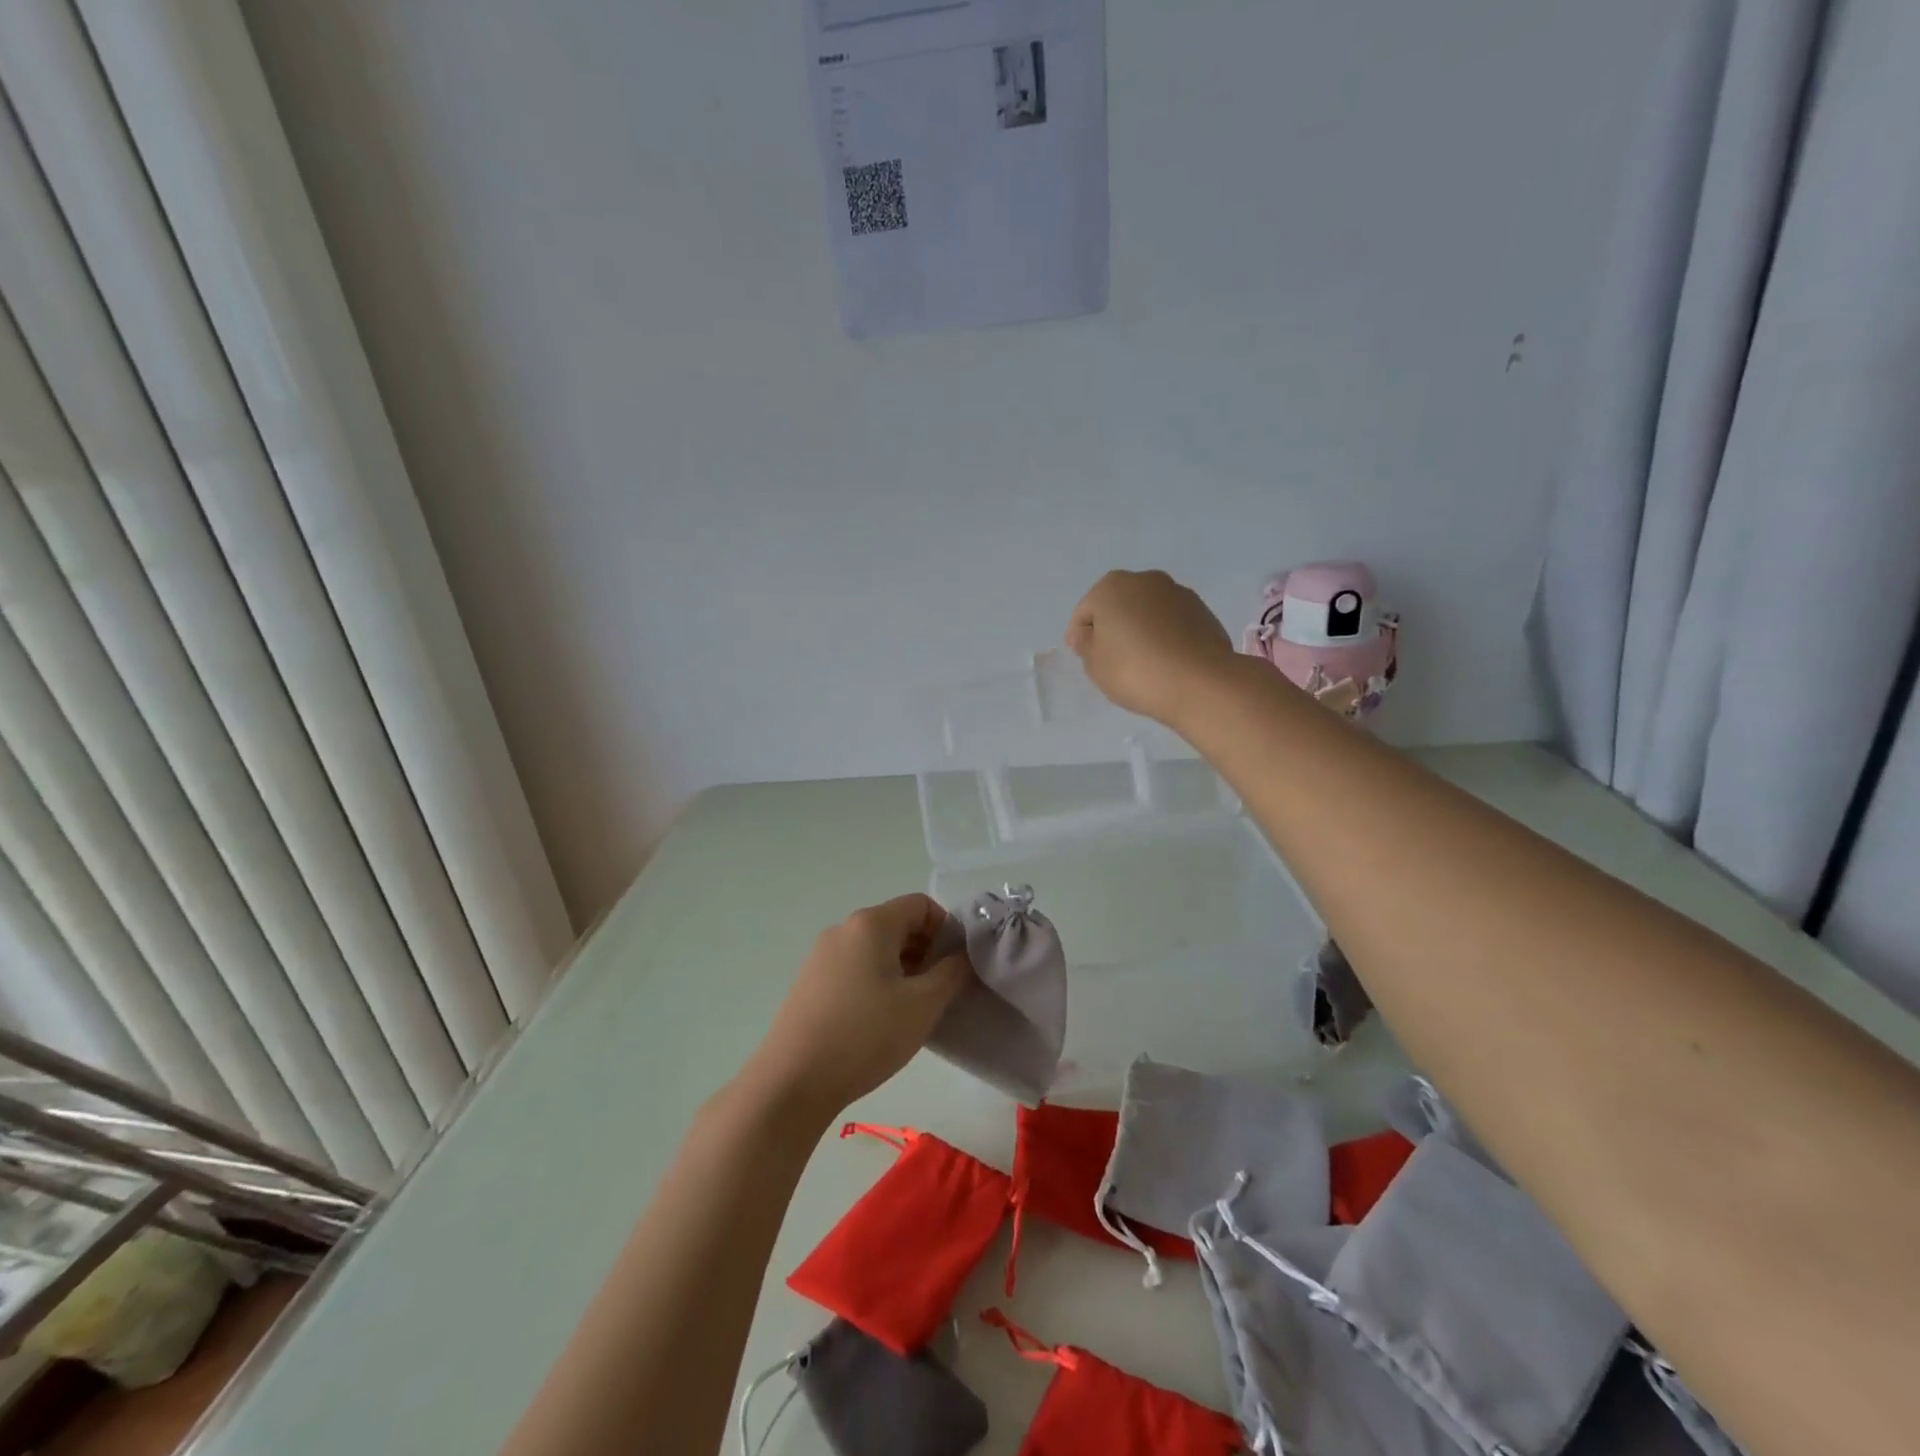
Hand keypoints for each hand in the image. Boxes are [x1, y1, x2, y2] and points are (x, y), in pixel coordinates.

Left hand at [742, 895, 970, 1122]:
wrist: (792, 1081)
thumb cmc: (866, 1035)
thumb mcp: (923, 1005)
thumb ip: (951, 972)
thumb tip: (961, 955)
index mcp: (871, 923)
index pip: (921, 904)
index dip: (946, 929)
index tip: (955, 966)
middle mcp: (843, 929)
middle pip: (897, 923)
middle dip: (925, 951)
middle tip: (938, 991)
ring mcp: (821, 954)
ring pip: (875, 947)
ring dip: (902, 968)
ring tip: (910, 1010)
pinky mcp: (809, 981)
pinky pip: (854, 966)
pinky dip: (876, 980)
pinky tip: (878, 1020)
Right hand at [1065, 570, 1239, 726]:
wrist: (1200, 682)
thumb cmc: (1135, 670)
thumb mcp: (1094, 664)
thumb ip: (1085, 644)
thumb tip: (1088, 634)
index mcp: (1112, 586)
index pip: (1085, 612)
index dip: (1080, 636)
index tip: (1084, 659)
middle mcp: (1146, 580)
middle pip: (1118, 605)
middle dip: (1113, 628)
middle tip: (1111, 660)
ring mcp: (1179, 593)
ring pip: (1147, 612)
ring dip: (1141, 630)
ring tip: (1141, 663)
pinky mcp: (1204, 611)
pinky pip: (1172, 623)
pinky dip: (1164, 636)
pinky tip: (1165, 661)